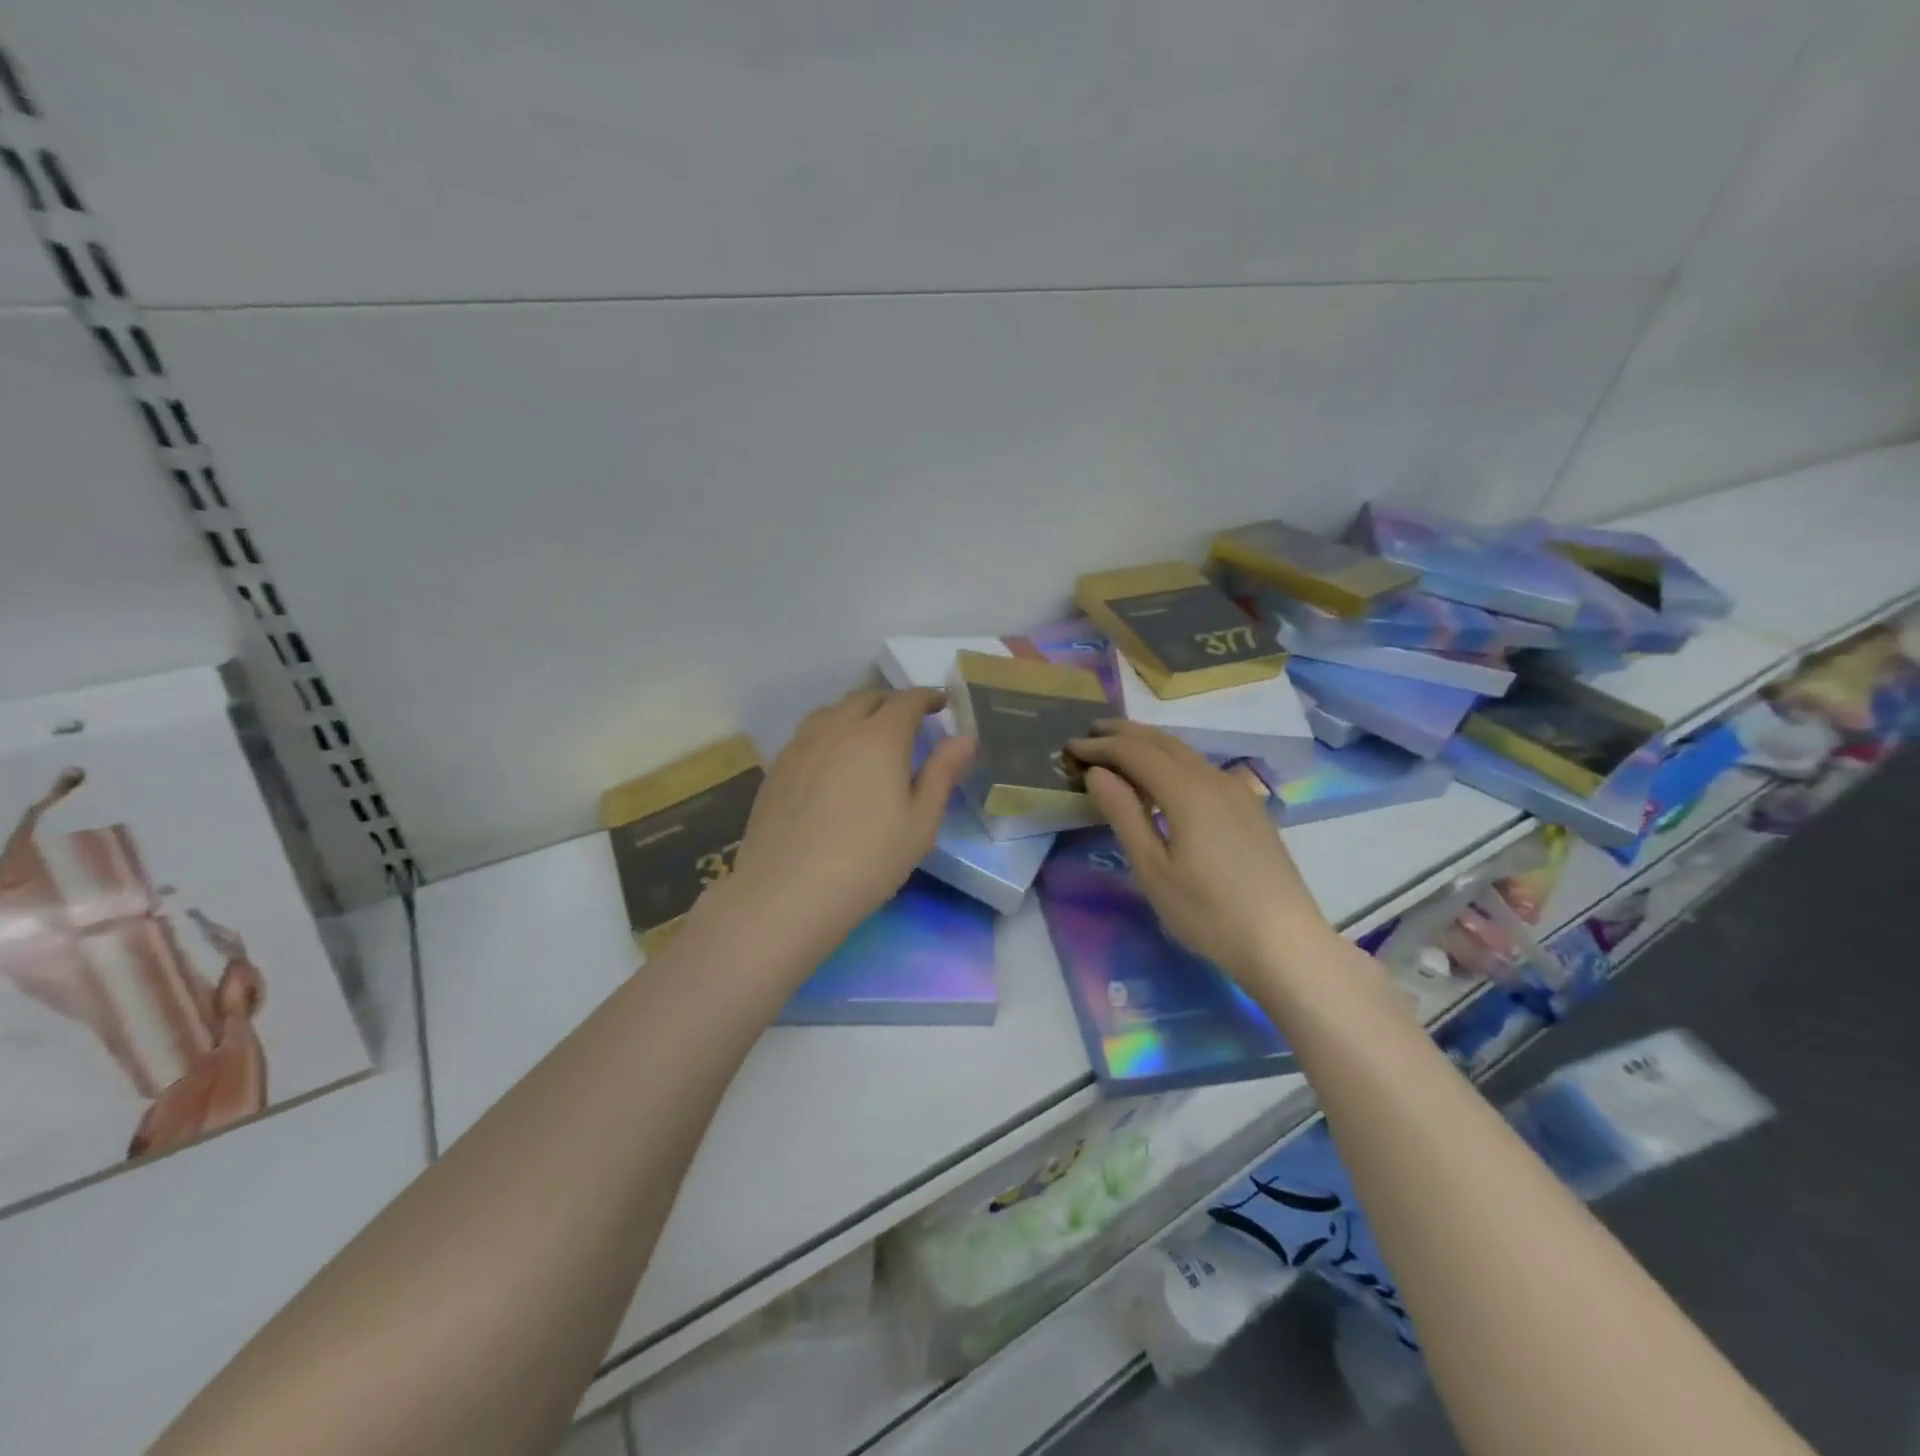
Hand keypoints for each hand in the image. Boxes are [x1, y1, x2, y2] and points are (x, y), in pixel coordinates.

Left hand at [700, 688, 974, 965]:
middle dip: (893, 702)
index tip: (941, 703)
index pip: (908, 700)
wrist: (786, 892)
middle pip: (867, 698)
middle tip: (910, 720)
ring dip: (858, 712)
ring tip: (870, 734)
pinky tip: (833, 759)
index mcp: (880, 737)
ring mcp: (802, 744)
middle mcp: (838, 728)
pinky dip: (831, 731)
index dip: (928, 697)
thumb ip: (942, 773)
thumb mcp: (920, 823)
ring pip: (834, 711)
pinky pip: (810, 732)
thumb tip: (964, 738)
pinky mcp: (778, 766)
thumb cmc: (868, 860)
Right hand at [1069, 721, 1337, 988]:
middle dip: (1124, 733)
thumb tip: (1097, 773)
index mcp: (1187, 791)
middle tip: (1090, 732)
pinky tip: (1165, 780)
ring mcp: (1238, 791)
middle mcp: (1214, 778)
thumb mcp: (1153, 869)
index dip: (1100, 746)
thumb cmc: (1209, 913)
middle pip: (1163, 741)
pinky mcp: (1251, 808)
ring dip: (1149, 745)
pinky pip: (1203, 769)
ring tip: (1120, 749)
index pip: (1135, 752)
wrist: (1286, 944)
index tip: (1070, 747)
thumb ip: (1124, 815)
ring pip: (1186, 753)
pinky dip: (1173, 761)